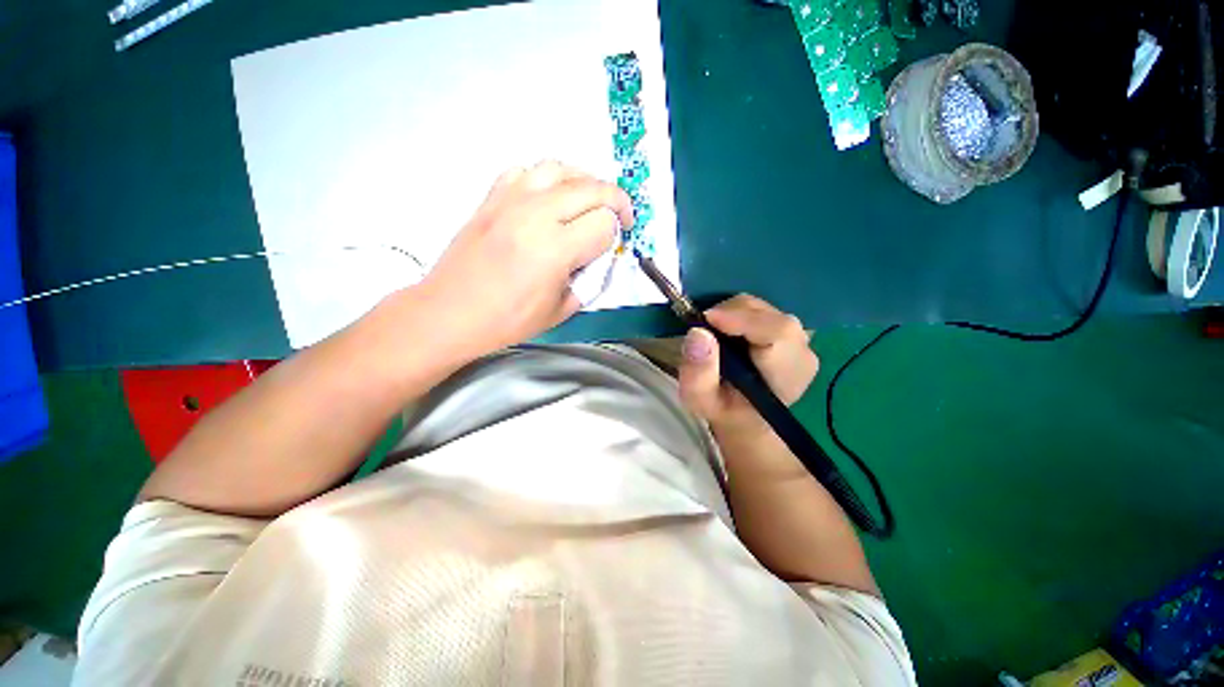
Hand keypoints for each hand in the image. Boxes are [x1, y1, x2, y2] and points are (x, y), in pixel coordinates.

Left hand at [417, 162, 632, 355]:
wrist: (451, 312)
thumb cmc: (507, 320)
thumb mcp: (561, 310)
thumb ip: (589, 280)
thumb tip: (599, 257)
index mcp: (555, 249)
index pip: (604, 223)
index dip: (615, 235)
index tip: (612, 247)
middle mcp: (536, 215)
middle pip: (591, 187)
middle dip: (615, 200)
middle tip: (619, 217)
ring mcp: (510, 200)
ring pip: (560, 168)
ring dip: (584, 181)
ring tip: (588, 201)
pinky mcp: (492, 197)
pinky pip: (526, 171)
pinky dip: (547, 179)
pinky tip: (548, 198)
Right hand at [678, 294, 818, 437]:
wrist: (746, 416)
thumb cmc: (724, 410)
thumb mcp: (701, 400)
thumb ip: (698, 373)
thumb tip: (698, 333)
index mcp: (787, 376)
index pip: (777, 332)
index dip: (742, 319)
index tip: (707, 319)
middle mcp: (801, 353)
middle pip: (768, 315)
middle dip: (730, 314)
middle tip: (703, 327)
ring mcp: (799, 339)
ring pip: (763, 308)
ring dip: (732, 313)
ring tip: (713, 333)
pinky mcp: (790, 331)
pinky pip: (761, 310)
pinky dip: (738, 314)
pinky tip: (726, 331)